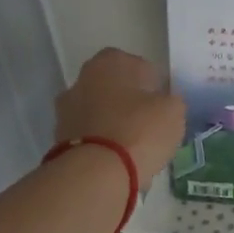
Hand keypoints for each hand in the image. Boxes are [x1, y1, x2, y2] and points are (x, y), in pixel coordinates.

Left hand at [53, 48, 185, 176]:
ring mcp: (66, 108)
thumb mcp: (173, 111)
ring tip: (134, 148)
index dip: (156, 88)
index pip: (142, 68)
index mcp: (111, 61)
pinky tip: (117, 160)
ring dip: (114, 124)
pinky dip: (102, 143)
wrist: (96, 172)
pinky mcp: (60, 137)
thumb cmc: (140, 131)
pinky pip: (90, 135)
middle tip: (150, 126)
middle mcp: (83, 78)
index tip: (165, 108)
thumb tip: (163, 104)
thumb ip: (170, 101)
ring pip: (101, 112)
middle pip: (116, 89)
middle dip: (131, 104)